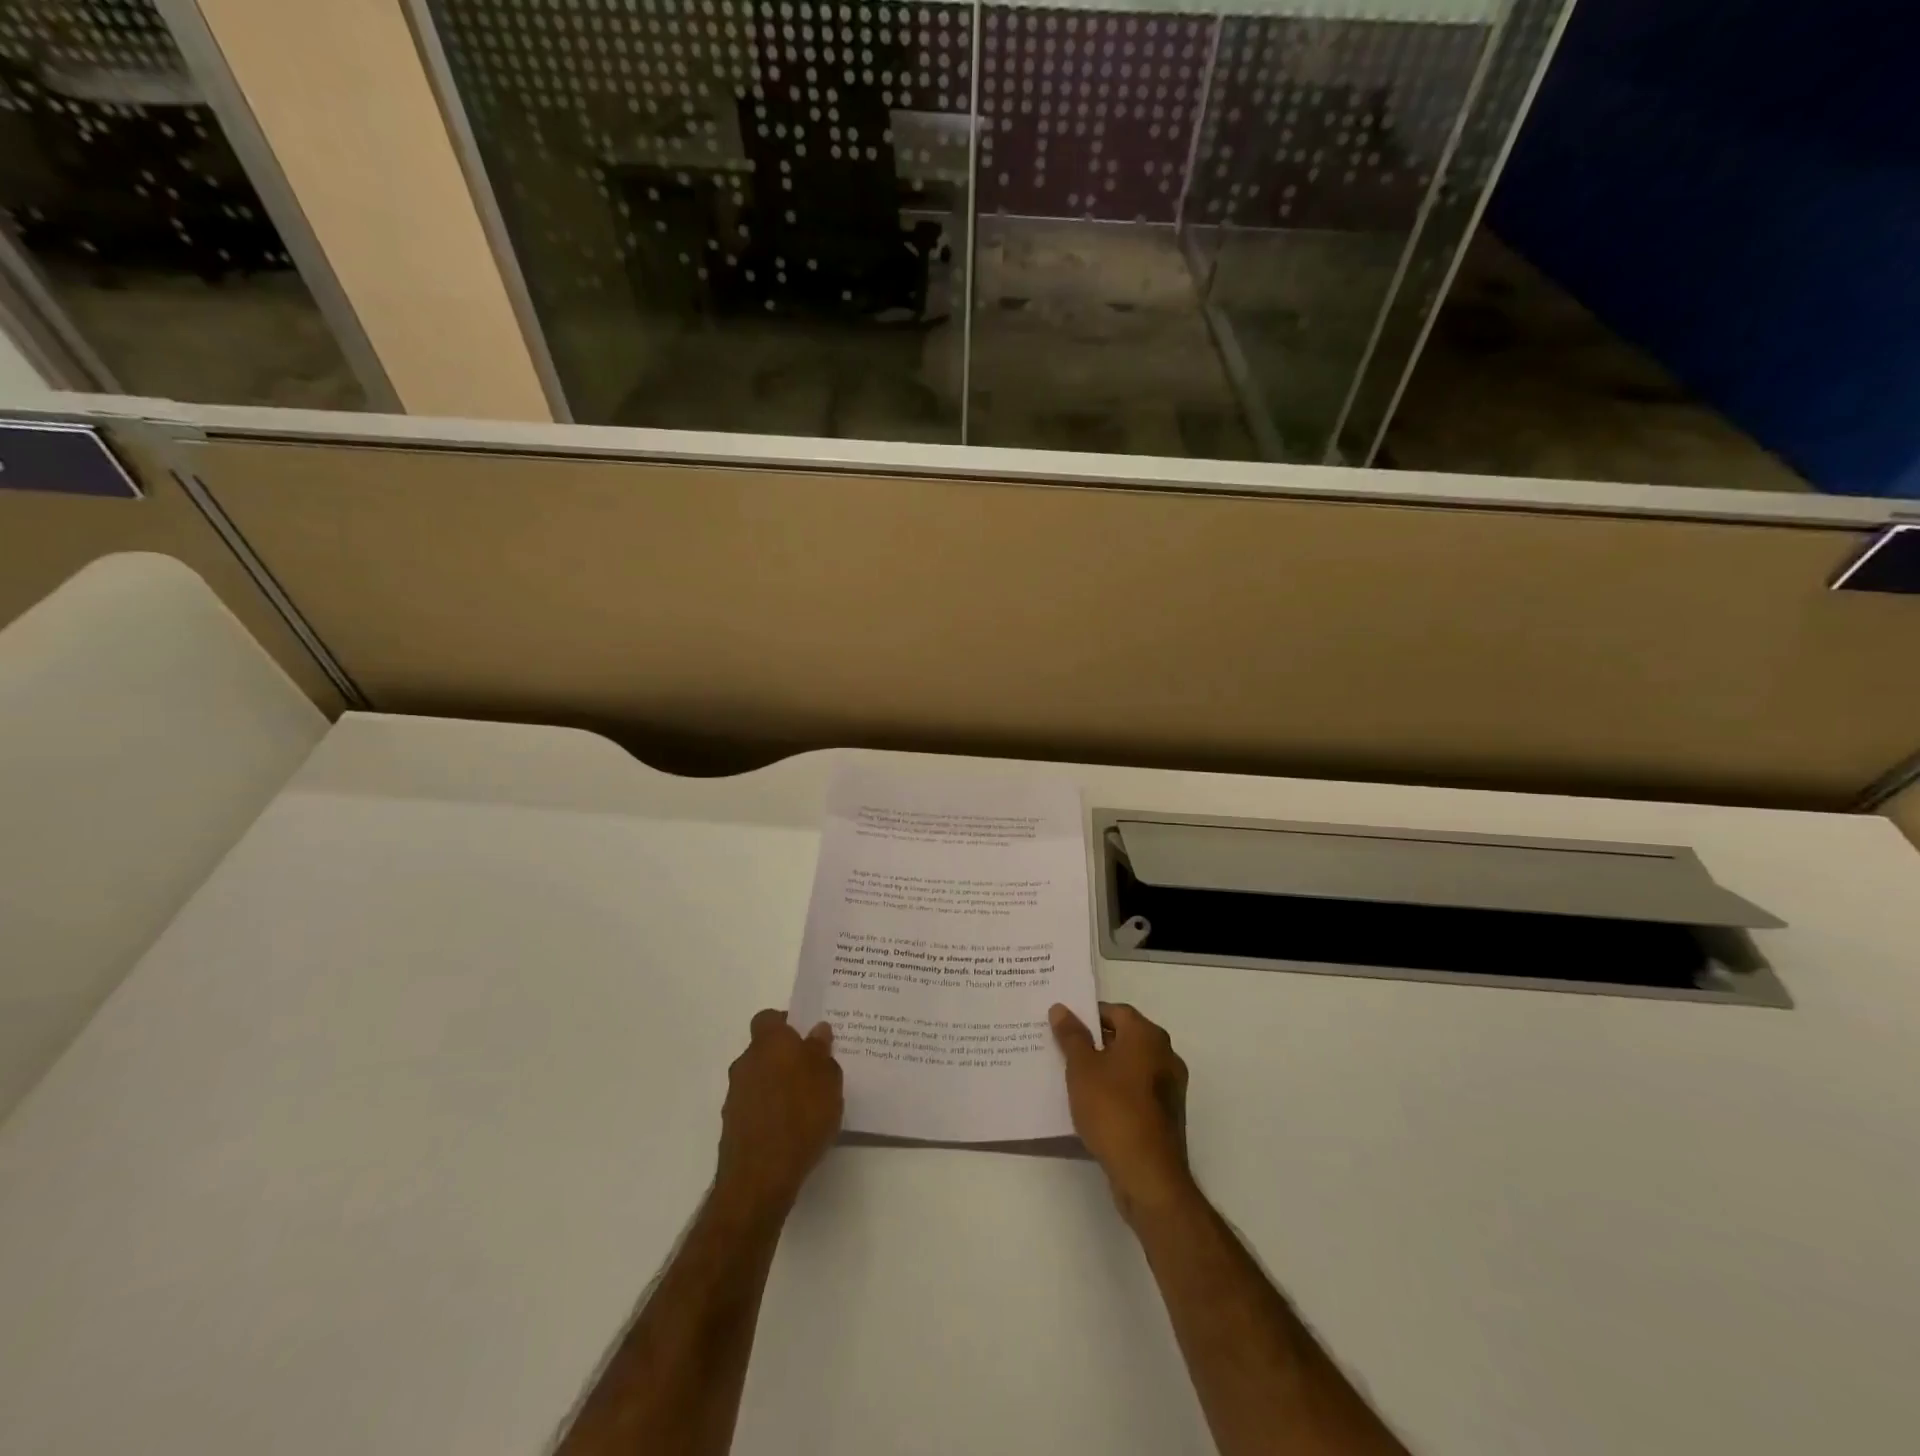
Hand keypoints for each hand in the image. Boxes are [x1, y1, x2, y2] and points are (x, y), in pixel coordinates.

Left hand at [714, 1009, 843, 1219]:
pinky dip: (769, 1111)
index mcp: (769, 1043)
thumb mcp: (828, 1079)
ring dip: (777, 1085)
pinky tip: (791, 1129)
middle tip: (814, 1071)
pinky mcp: (732, 1126)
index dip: (787, 1023)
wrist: (760, 1178)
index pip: (769, 1018)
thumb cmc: (802, 1116)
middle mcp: (746, 1063)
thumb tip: (817, 1031)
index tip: (808, 1037)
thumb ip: (822, 1051)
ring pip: (759, 1079)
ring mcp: (735, 1096)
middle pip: (765, 1050)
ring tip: (806, 1105)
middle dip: (786, 1057)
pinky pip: (755, 1106)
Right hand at [1051, 1002, 1194, 1221]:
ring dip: (1106, 1068)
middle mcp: (1165, 1054)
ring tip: (1074, 1077)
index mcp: (1148, 1035)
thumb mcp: (1082, 1068)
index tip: (1064, 1026)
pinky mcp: (1167, 1114)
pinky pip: (1137, 1090)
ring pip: (1131, 1065)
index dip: (1088, 1015)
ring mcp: (1170, 1086)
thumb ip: (1072, 1035)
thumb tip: (1062, 1008)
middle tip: (1063, 1048)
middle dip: (1095, 1041)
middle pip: (1125, 1036)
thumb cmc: (1113, 1110)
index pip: (1116, 1011)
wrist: (1148, 1175)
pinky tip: (1094, 1104)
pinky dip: (1117, 1090)